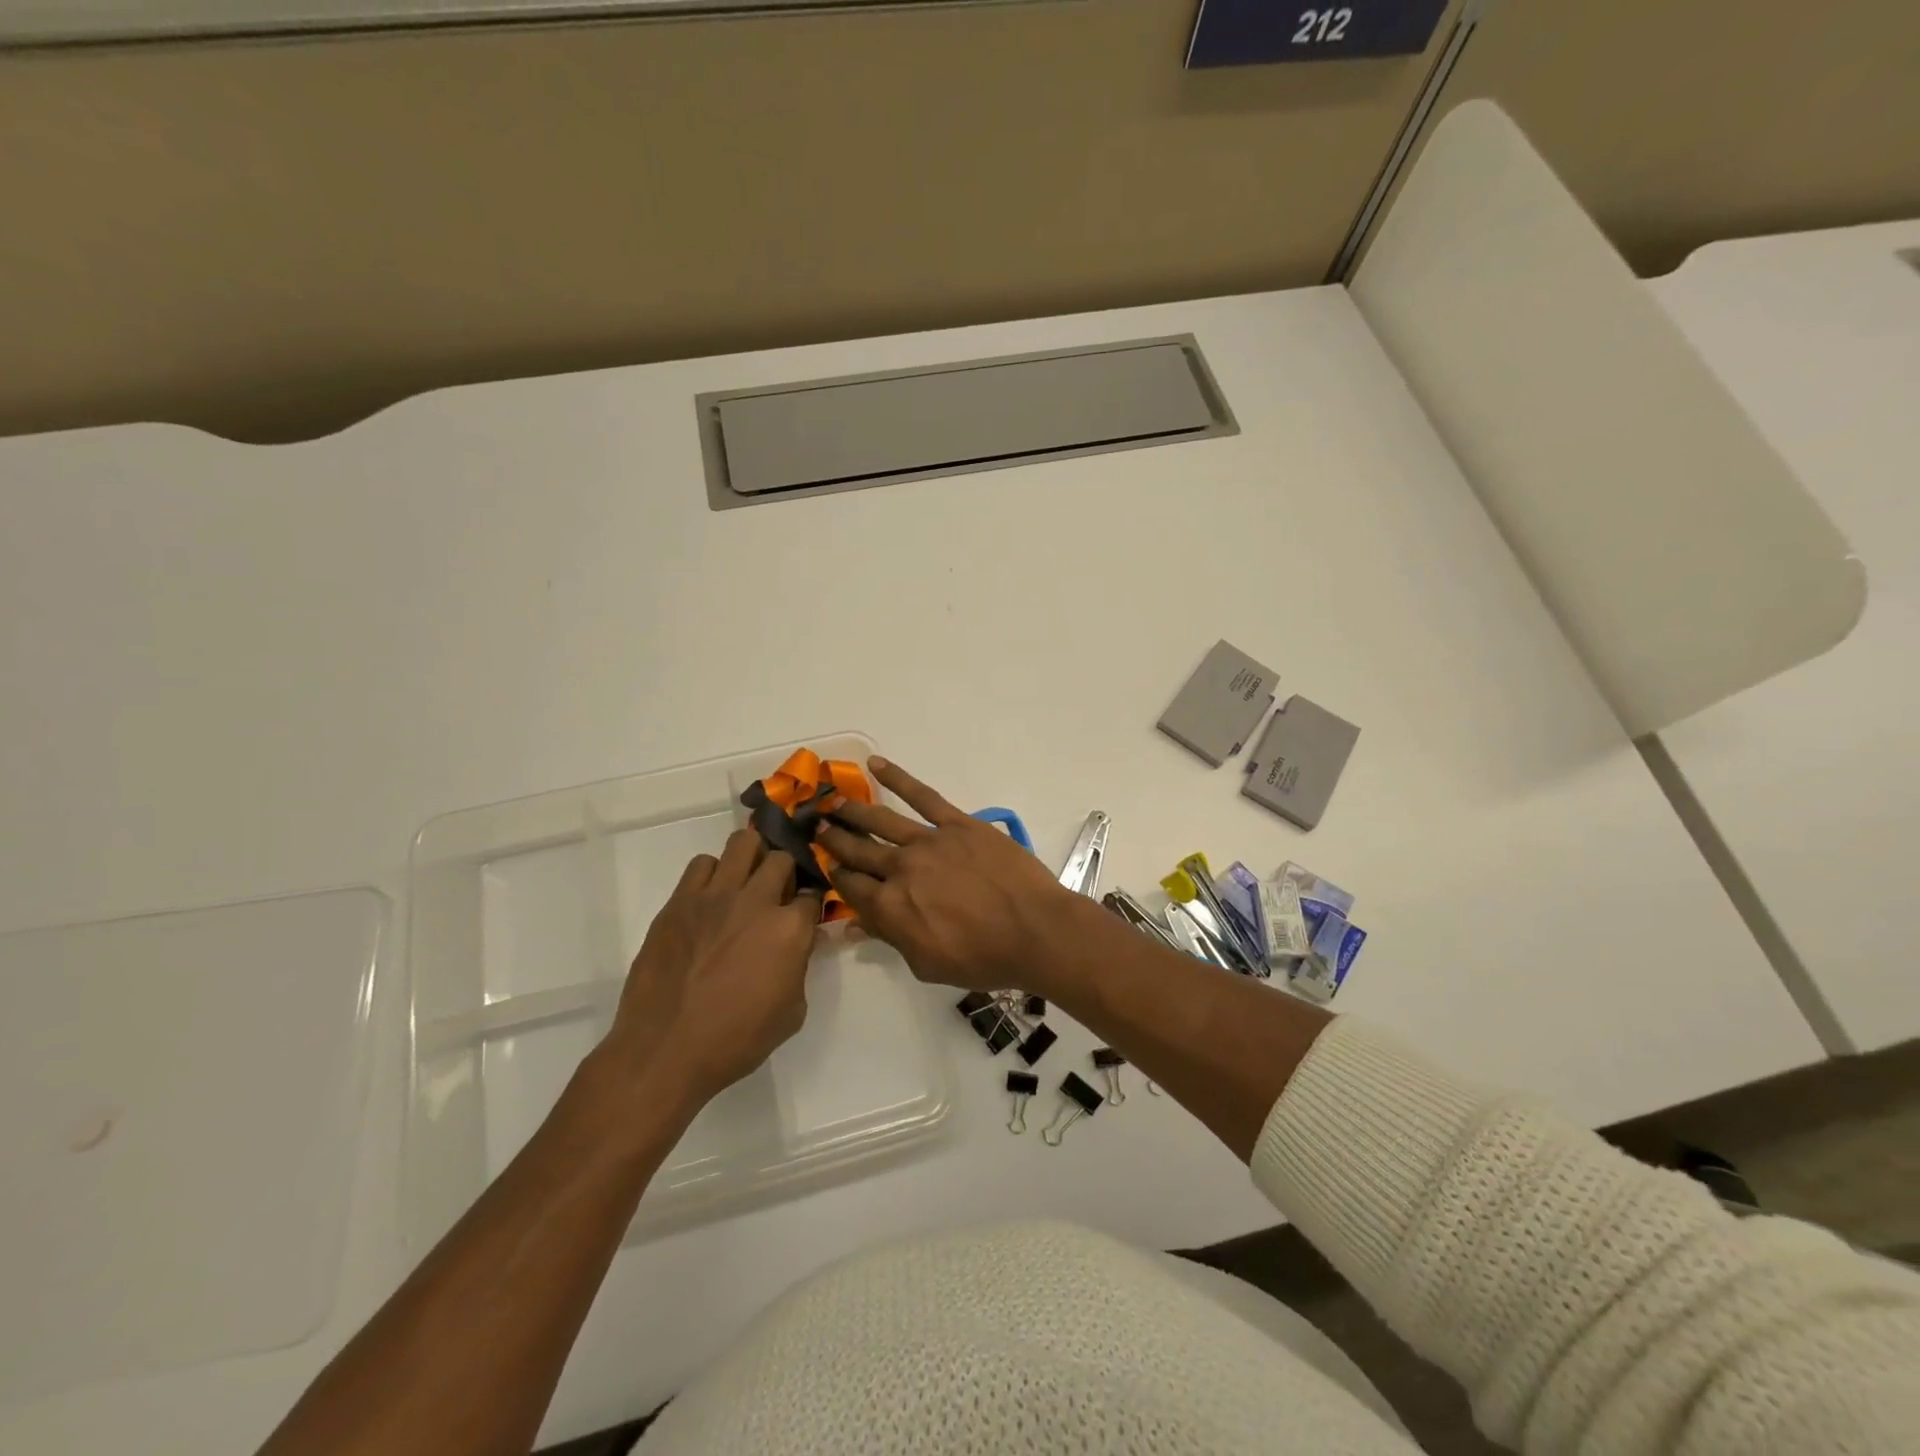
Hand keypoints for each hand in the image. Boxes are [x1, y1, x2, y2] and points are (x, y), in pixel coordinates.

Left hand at [601, 830, 821, 1110]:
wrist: (665, 1052)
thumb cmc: (736, 1041)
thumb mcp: (791, 1012)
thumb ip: (800, 968)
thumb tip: (800, 943)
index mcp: (789, 930)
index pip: (813, 897)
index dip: (811, 906)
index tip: (805, 915)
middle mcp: (756, 902)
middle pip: (781, 859)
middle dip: (786, 873)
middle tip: (777, 894)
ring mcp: (714, 897)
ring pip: (742, 843)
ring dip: (752, 858)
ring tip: (746, 882)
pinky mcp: (679, 902)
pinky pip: (701, 864)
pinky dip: (713, 873)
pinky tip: (711, 898)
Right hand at [817, 757, 1081, 992]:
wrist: (1033, 930)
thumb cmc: (982, 958)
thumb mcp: (927, 964)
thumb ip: (890, 939)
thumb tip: (855, 926)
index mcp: (890, 907)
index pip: (850, 888)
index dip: (835, 877)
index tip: (826, 866)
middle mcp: (900, 868)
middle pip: (858, 851)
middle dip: (834, 839)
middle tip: (816, 826)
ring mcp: (929, 841)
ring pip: (881, 820)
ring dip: (853, 810)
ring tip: (833, 801)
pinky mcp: (957, 823)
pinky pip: (922, 796)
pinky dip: (898, 778)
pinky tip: (876, 764)